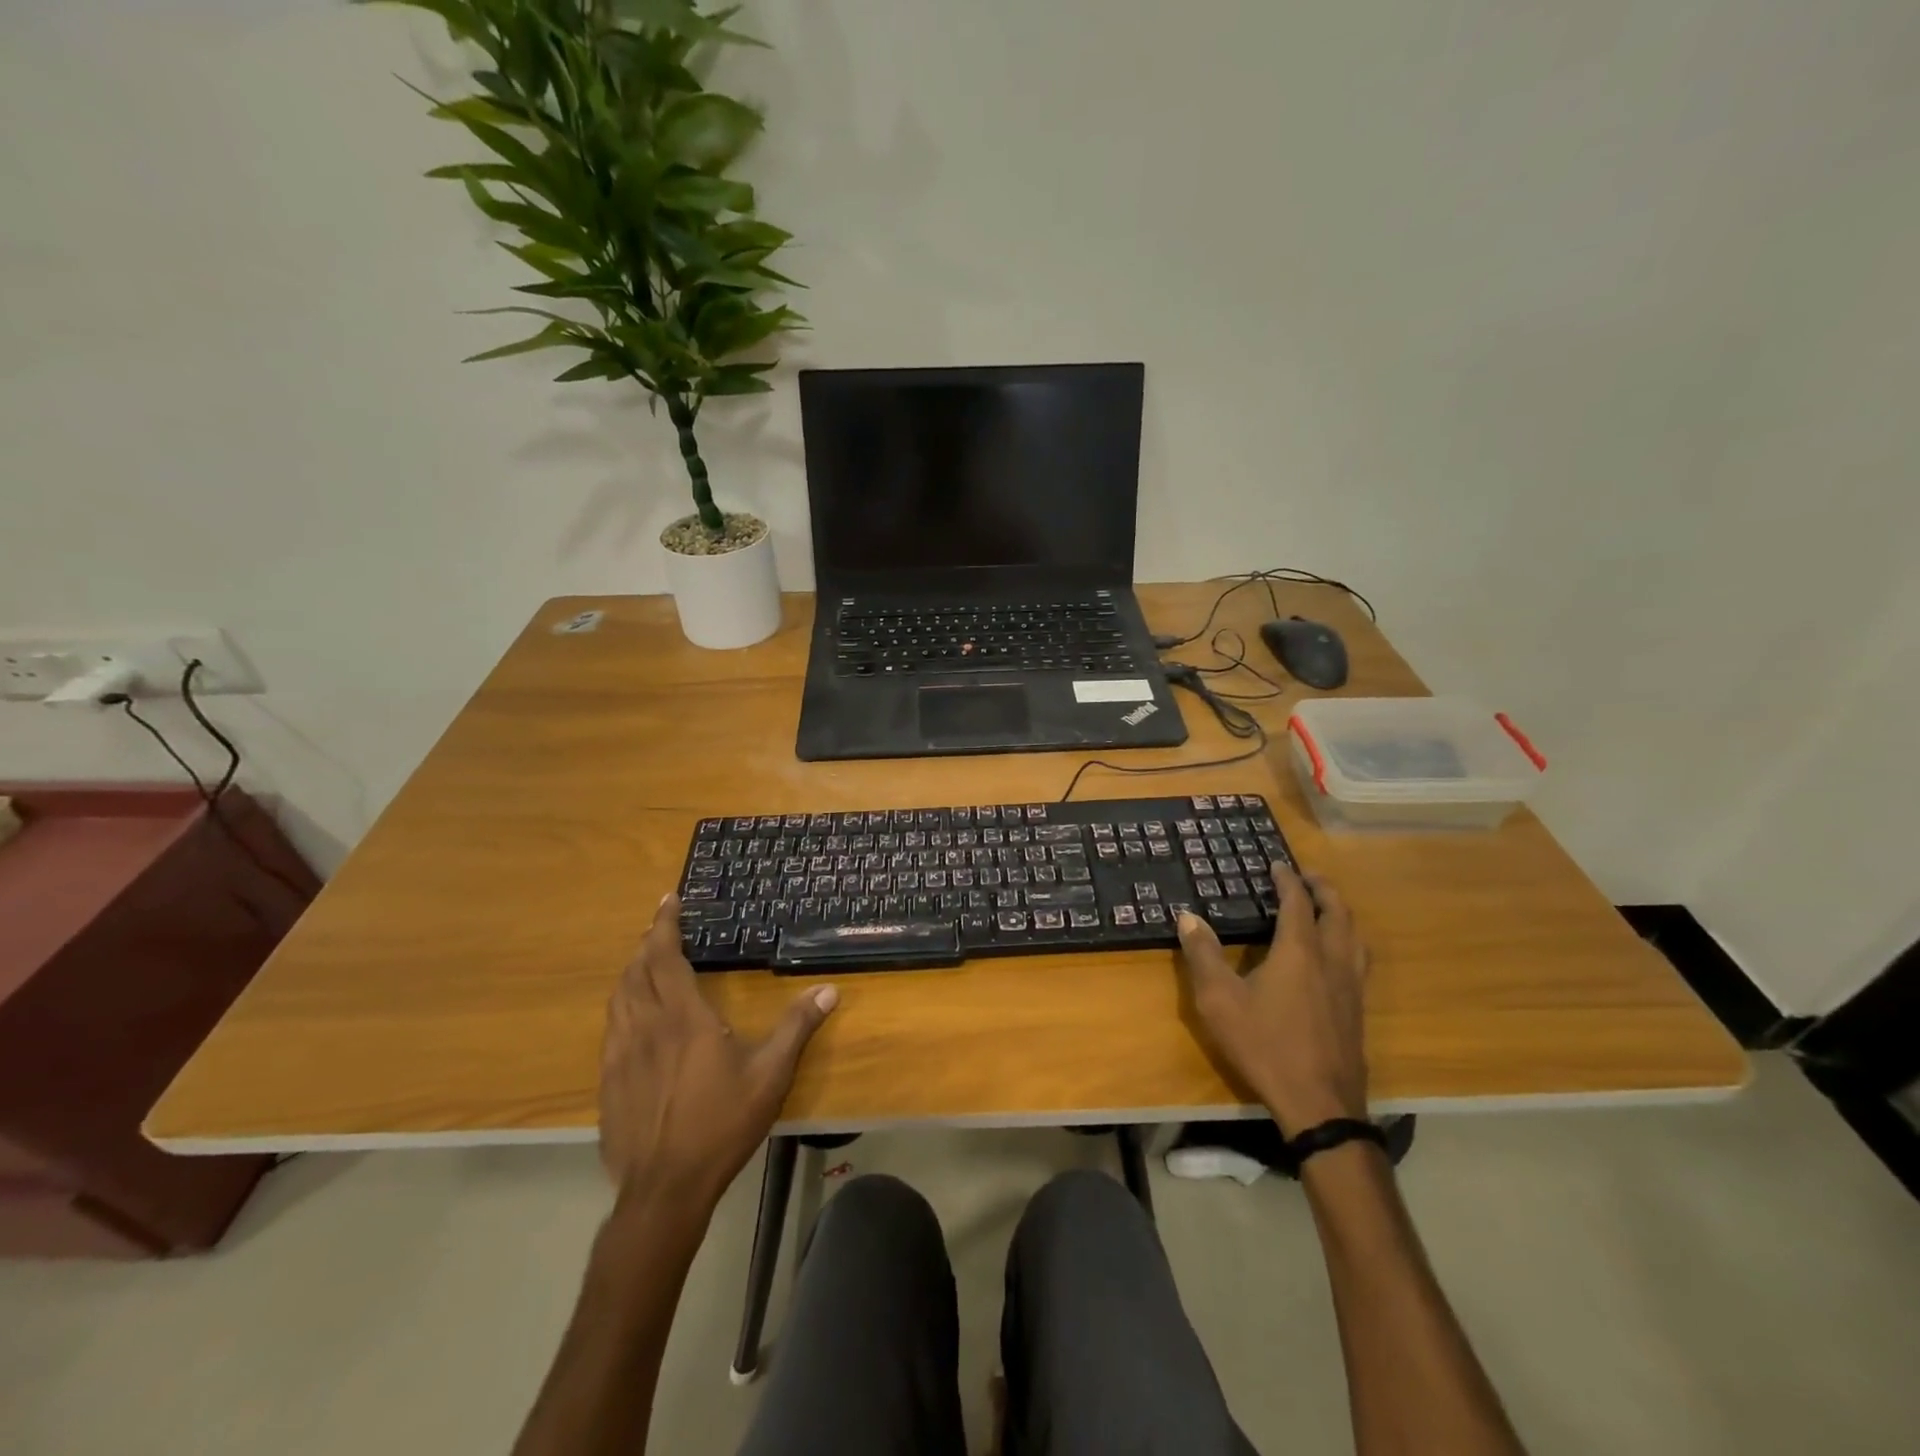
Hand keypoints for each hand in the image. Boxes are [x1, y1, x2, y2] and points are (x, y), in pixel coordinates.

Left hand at [599, 895, 837, 1205]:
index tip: (669, 899)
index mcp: (683, 1018)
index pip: (665, 956)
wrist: (664, 1189)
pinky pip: (611, 1028)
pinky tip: (633, 1018)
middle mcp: (645, 1027)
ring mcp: (620, 1055)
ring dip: (630, 972)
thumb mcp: (770, 1074)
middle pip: (636, 971)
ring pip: (618, 998)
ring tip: (644, 962)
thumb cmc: (721, 1125)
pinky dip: (622, 1006)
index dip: (665, 924)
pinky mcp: (607, 1081)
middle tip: (661, 927)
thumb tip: (828, 990)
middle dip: (647, 943)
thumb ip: (796, 1027)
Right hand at [1175, 865, 1369, 1136]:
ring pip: (1355, 936)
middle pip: (1337, 913)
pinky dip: (1348, 940)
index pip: (1298, 903)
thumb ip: (1203, 955)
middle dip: (1323, 890)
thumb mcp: (1219, 1000)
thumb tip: (1188, 917)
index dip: (1288, 880)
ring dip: (1341, 914)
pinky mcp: (1358, 1010)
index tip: (1279, 864)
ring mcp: (1351, 987)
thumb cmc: (1265, 1045)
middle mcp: (1331, 961)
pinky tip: (1336, 957)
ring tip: (1327, 909)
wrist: (1319, 1104)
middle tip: (1308, 877)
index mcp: (1299, 952)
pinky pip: (1358, 960)